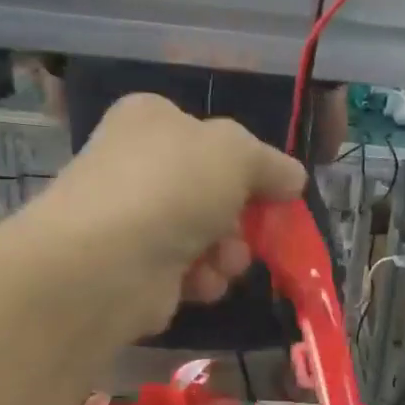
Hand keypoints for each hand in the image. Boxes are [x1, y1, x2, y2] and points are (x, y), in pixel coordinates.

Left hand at [30, 92, 307, 333]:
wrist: (110, 262)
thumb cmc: (173, 188)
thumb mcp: (236, 154)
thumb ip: (271, 164)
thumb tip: (294, 178)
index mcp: (152, 120)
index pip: (212, 138)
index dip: (248, 166)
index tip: (275, 193)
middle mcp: (139, 165)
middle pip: (214, 193)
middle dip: (241, 219)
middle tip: (253, 232)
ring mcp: (134, 219)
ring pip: (207, 236)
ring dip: (228, 254)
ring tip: (223, 262)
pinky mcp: (136, 269)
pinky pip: (189, 272)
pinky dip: (203, 279)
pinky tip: (199, 283)